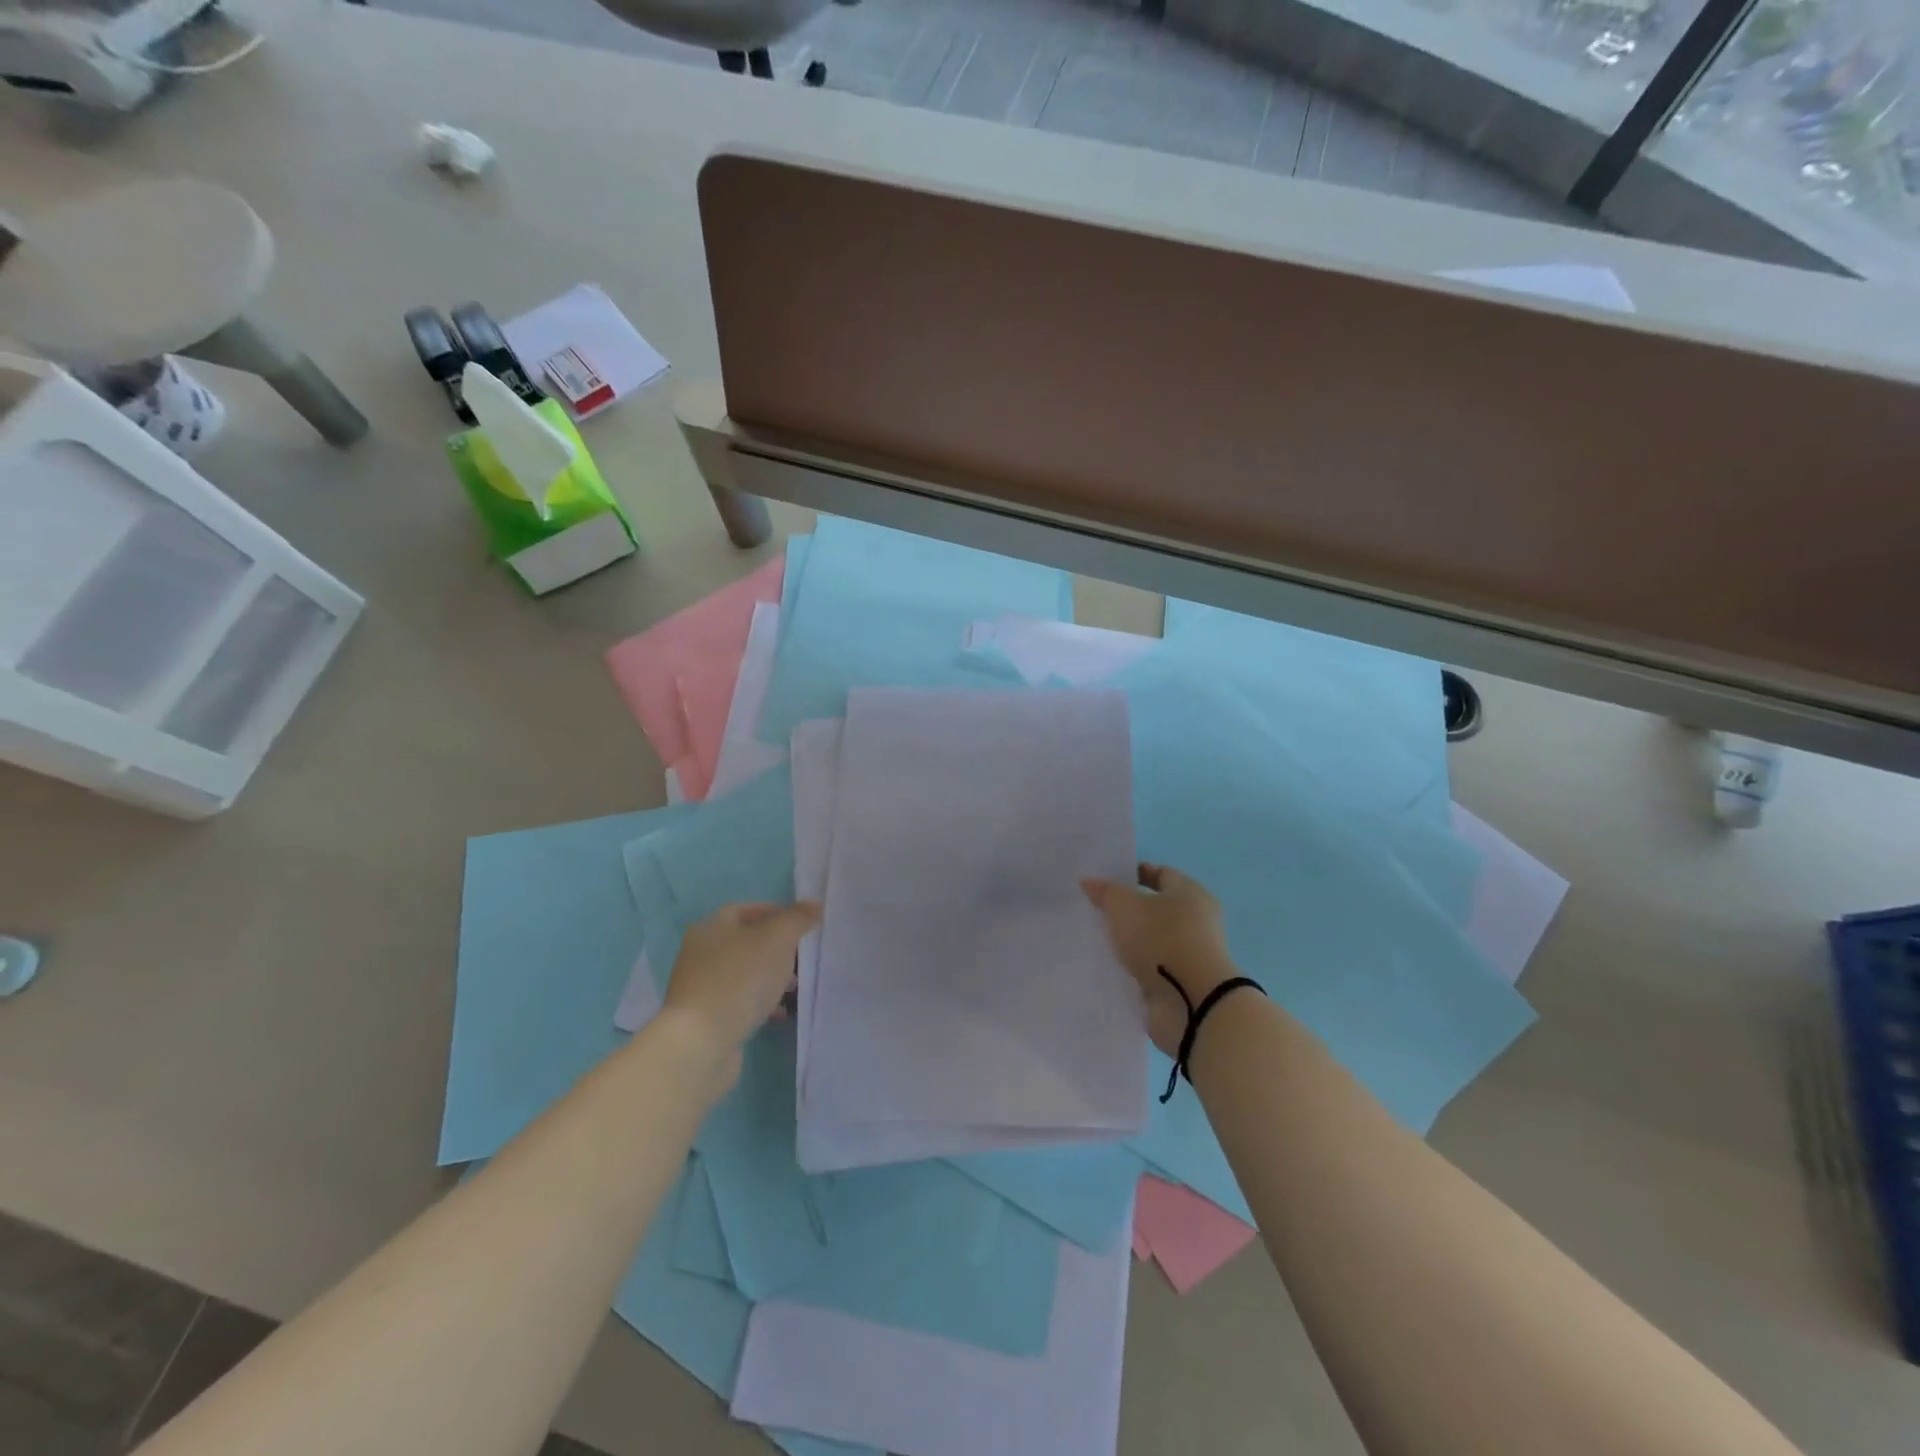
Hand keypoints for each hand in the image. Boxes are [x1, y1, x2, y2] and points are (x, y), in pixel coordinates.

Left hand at [661, 901, 819, 1085]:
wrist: (700, 1044)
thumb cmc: (739, 980)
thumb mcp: (777, 939)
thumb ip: (797, 919)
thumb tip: (814, 905)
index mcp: (711, 928)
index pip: (747, 910)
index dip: (777, 913)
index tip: (803, 926)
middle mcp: (700, 953)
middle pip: (746, 942)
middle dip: (777, 948)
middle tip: (802, 958)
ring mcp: (700, 988)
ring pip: (744, 973)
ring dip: (770, 977)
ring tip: (794, 988)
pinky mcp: (705, 1019)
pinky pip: (739, 1001)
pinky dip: (760, 1002)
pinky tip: (778, 1013)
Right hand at [1081, 864, 1234, 1057]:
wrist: (1192, 1003)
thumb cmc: (1162, 940)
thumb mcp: (1125, 906)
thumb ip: (1106, 892)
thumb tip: (1090, 882)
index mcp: (1190, 893)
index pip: (1161, 874)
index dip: (1134, 874)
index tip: (1106, 881)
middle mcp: (1195, 921)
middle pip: (1156, 908)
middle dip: (1128, 910)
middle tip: (1096, 911)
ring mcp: (1190, 954)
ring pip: (1152, 941)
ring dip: (1130, 942)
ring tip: (1097, 941)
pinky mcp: (1182, 983)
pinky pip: (1151, 969)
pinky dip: (1134, 968)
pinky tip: (1108, 968)